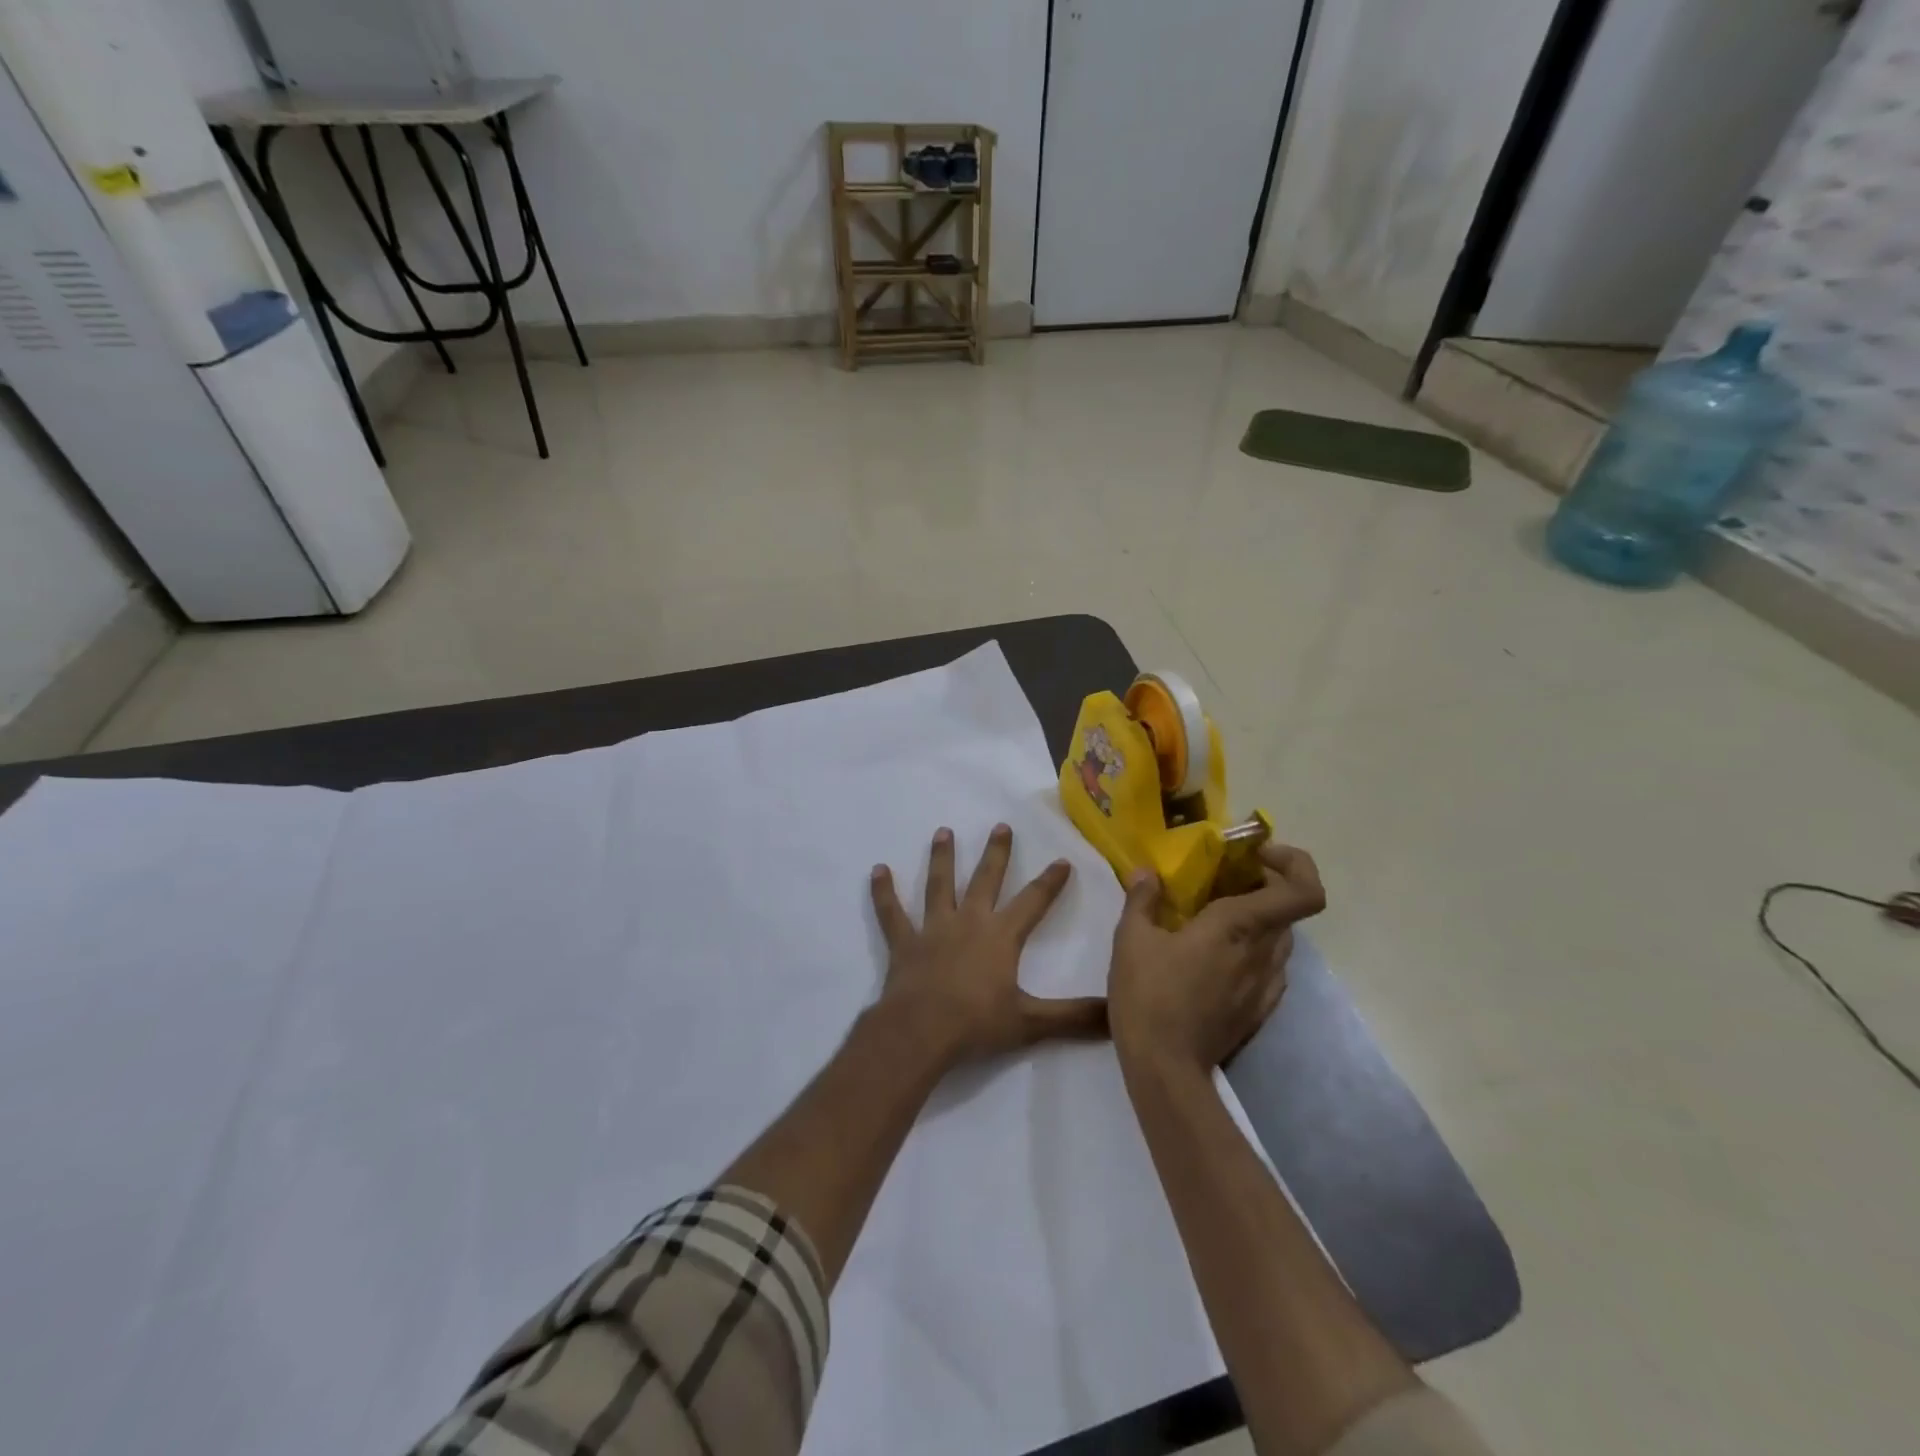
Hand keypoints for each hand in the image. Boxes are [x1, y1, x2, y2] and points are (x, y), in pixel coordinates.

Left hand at [871, 824, 1107, 1066]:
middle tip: (1001, 826)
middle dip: (996, 854)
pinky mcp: (904, 943)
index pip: (1033, 902)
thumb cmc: (977, 1024)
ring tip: (943, 832)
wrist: (921, 1032)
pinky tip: (878, 870)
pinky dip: (884, 892)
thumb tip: (1116, 1015)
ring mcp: (933, 929)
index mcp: (1000, 937)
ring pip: (939, 885)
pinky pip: (892, 913)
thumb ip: (1074, 1018)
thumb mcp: (1031, 1023)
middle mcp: (968, 922)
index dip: (1050, 882)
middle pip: (985, 880)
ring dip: (942, 858)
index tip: (1062, 859)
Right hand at [1108, 843, 1325, 1073]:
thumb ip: (1143, 899)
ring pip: (1280, 938)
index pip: (1304, 891)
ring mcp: (1267, 985)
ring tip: (1215, 919)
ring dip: (1258, 919)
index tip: (1257, 855)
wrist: (1166, 1068)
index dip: (1295, 864)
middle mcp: (1264, 952)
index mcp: (1238, 926)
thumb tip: (1148, 873)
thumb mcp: (1131, 939)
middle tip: (1223, 881)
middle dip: (1263, 886)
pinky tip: (1216, 959)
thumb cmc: (1148, 995)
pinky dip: (1253, 950)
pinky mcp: (1260, 1010)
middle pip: (1289, 909)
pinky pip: (1270, 967)